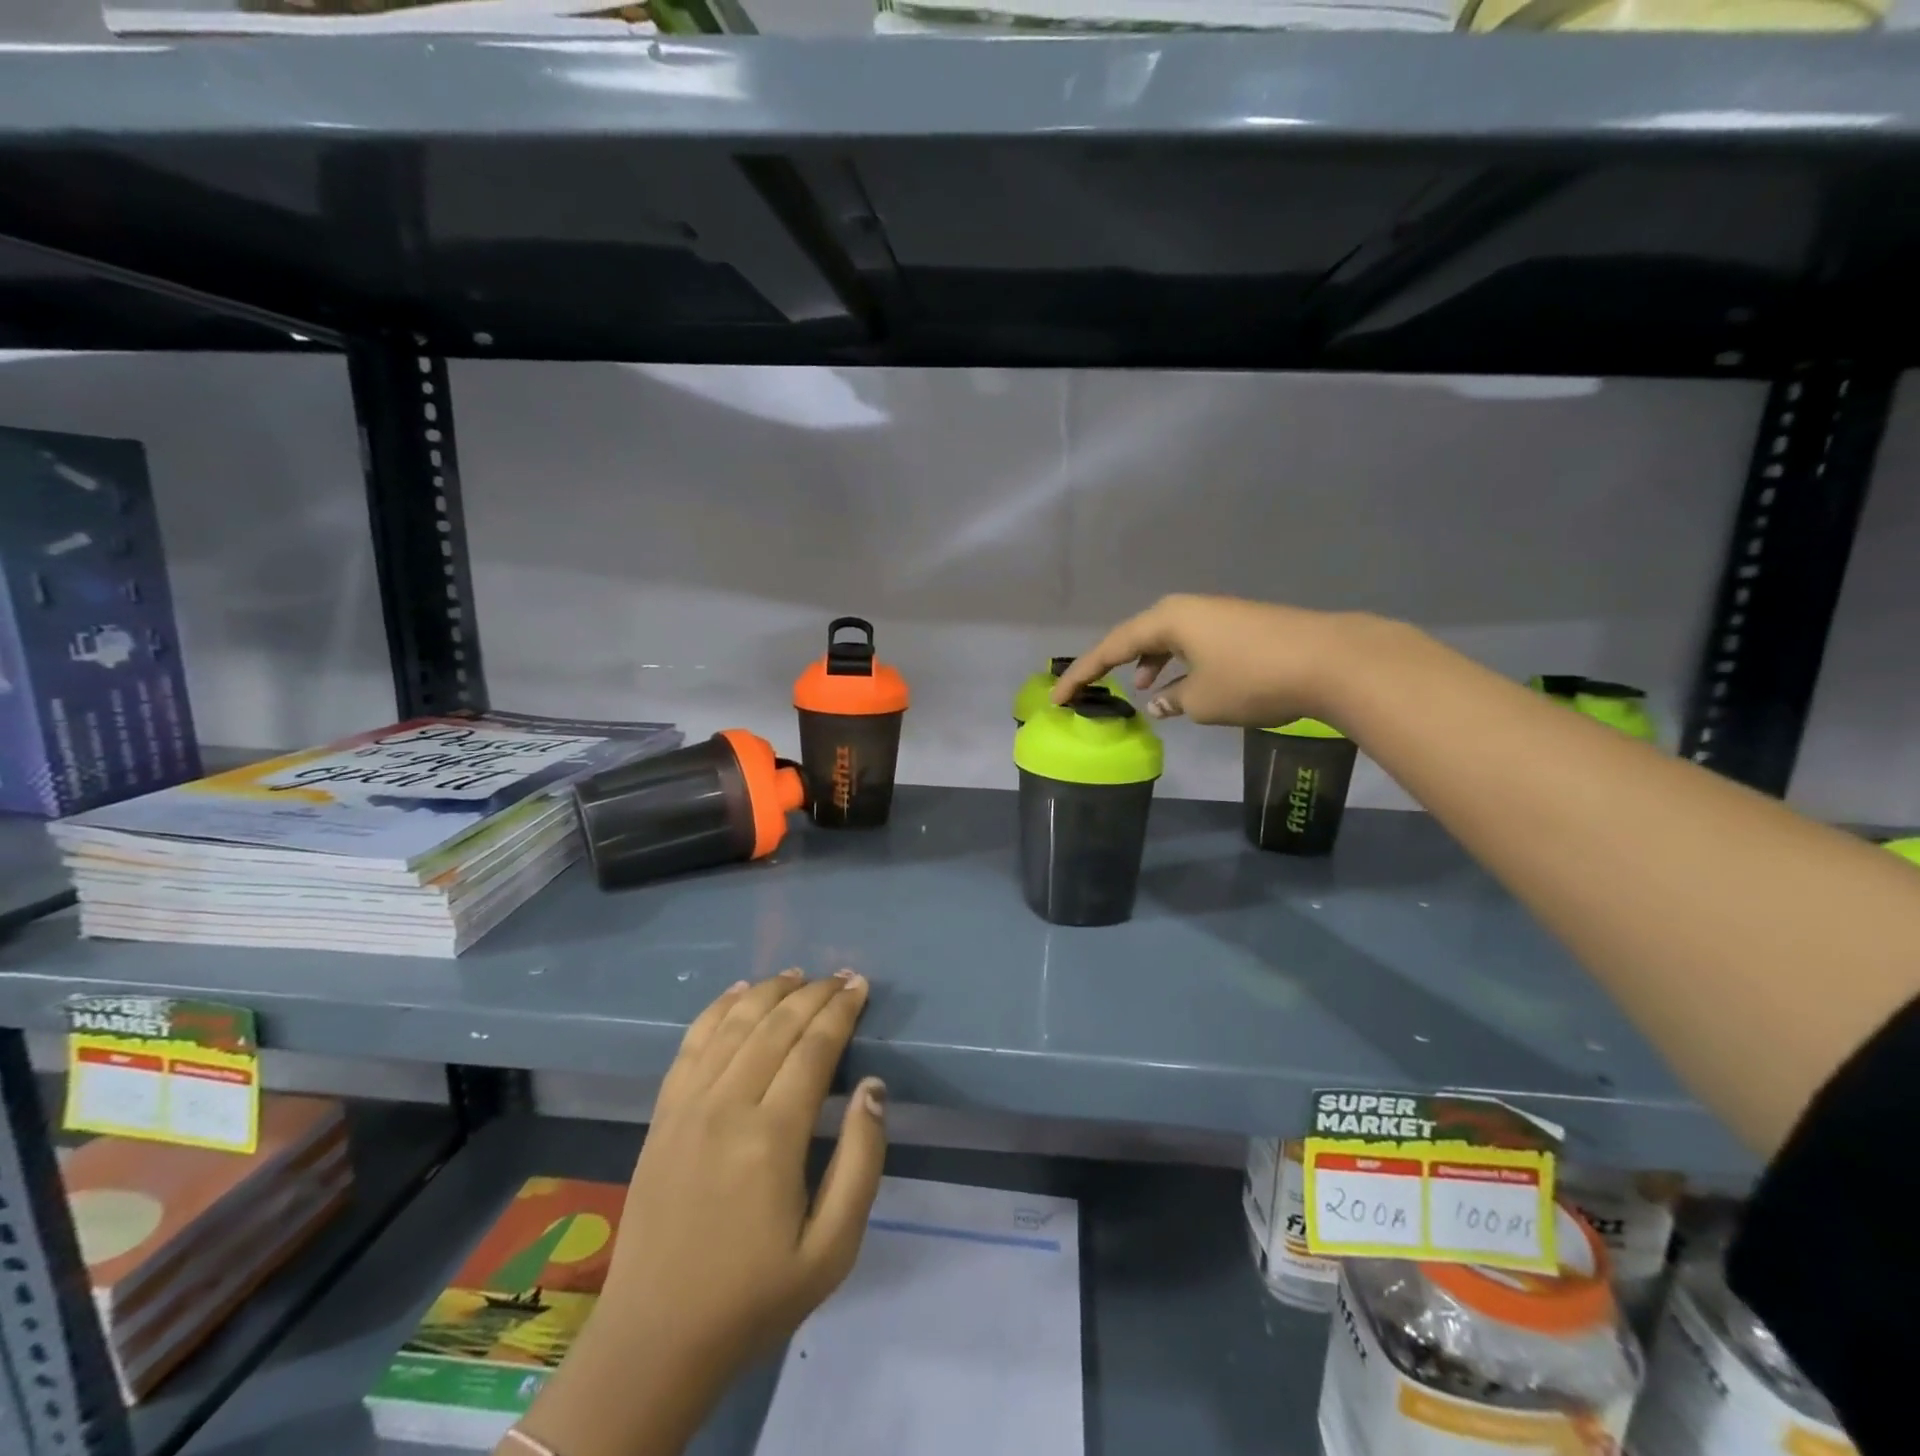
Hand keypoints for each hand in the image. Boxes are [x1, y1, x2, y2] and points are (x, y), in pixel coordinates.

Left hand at [512, 971, 884, 1455]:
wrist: (655, 1338)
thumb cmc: (755, 1296)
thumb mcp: (833, 1249)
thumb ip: (861, 1161)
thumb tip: (873, 1086)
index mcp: (772, 1138)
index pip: (813, 1048)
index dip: (840, 1010)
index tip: (860, 985)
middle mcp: (727, 1106)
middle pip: (776, 1026)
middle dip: (814, 993)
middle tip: (841, 976)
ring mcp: (687, 1106)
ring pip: (733, 1024)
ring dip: (769, 991)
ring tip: (797, 975)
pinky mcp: (662, 1114)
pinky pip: (691, 1043)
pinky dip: (716, 1009)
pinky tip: (737, 992)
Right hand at [1053, 594, 1357, 728]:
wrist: (1331, 660)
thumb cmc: (1253, 679)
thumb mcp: (1202, 700)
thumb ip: (1171, 700)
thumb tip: (1160, 700)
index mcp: (1167, 619)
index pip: (1111, 647)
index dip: (1083, 675)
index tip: (1059, 698)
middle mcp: (1187, 609)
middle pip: (1138, 635)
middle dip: (1116, 663)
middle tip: (1096, 689)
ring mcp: (1216, 614)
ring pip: (1168, 639)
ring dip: (1151, 663)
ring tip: (1143, 690)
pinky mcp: (1240, 626)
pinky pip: (1193, 643)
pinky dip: (1179, 663)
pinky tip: (1184, 687)